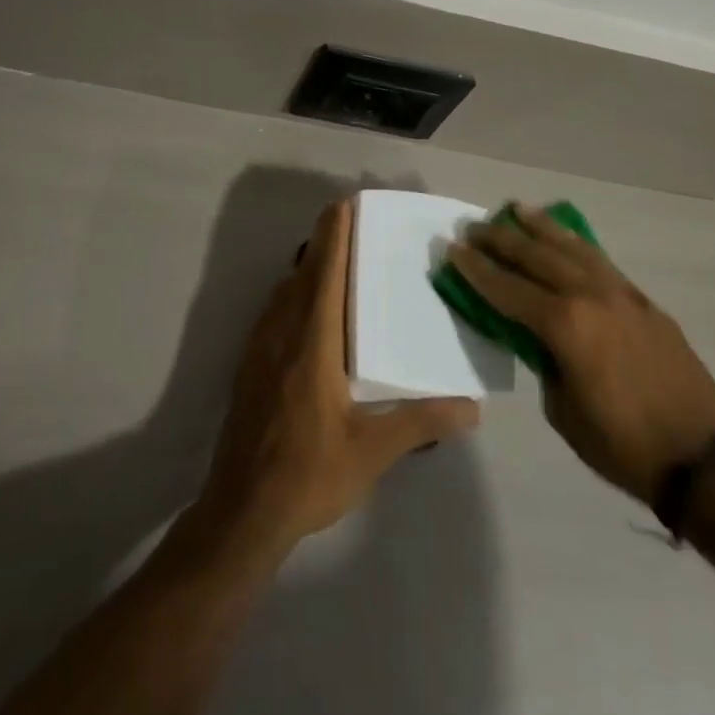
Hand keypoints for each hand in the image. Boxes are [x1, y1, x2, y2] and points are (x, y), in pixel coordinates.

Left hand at [196, 198, 480, 555]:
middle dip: (324, 240)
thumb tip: (473, 408)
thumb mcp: (372, 450)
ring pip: (284, 289)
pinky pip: (274, 310)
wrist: (241, 511)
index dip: (335, 235)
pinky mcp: (249, 365)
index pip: (325, 272)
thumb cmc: (308, 473)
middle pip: (303, 271)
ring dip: (306, 265)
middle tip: (348, 219)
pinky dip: (292, 291)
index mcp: (314, 341)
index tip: (346, 203)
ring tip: (332, 255)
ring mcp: (260, 347)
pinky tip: (306, 307)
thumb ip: (421, 421)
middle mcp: (283, 332)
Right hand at [449, 204, 714, 506]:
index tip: (454, 249)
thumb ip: (546, 363)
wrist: (702, 458)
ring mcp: (621, 294)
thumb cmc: (623, 445)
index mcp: (565, 325)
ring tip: (517, 208)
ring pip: (572, 248)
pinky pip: (600, 262)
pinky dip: (576, 244)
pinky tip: (566, 238)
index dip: (477, 270)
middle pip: (537, 257)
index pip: (508, 289)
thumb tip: (540, 340)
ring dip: (541, 227)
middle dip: (501, 240)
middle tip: (474, 227)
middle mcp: (590, 296)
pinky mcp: (643, 301)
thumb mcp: (564, 411)